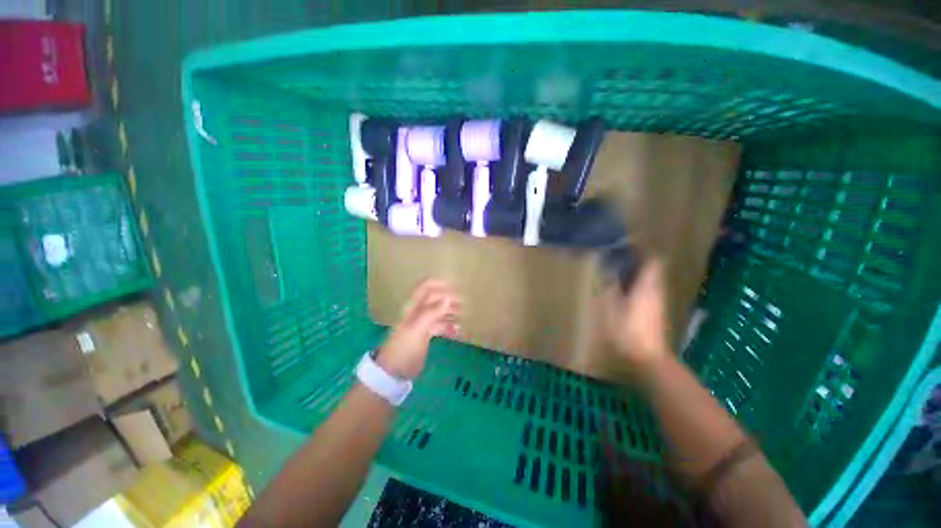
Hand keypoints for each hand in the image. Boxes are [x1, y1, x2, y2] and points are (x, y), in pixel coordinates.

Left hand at [377, 280, 461, 379]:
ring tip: (464, 316)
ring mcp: (422, 323)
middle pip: (435, 299)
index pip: (426, 287)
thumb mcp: (417, 329)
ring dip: (451, 312)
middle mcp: (417, 311)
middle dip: (450, 299)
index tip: (456, 287)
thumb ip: (432, 312)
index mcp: (413, 306)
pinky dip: (449, 326)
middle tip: (464, 305)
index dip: (440, 284)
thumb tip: (448, 298)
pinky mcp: (425, 335)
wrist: (393, 371)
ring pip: (439, 312)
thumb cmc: (404, 348)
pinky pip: (440, 325)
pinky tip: (457, 331)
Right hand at [601, 258, 670, 380]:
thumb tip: (609, 274)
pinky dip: (641, 285)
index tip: (632, 244)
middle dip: (641, 260)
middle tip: (623, 255)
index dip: (645, 251)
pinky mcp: (657, 313)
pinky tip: (628, 290)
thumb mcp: (612, 310)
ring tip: (623, 269)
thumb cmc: (627, 333)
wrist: (648, 359)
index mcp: (645, 288)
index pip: (653, 263)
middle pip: (654, 270)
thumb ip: (610, 290)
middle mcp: (655, 292)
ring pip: (652, 281)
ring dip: (641, 272)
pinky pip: (650, 291)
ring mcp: (658, 303)